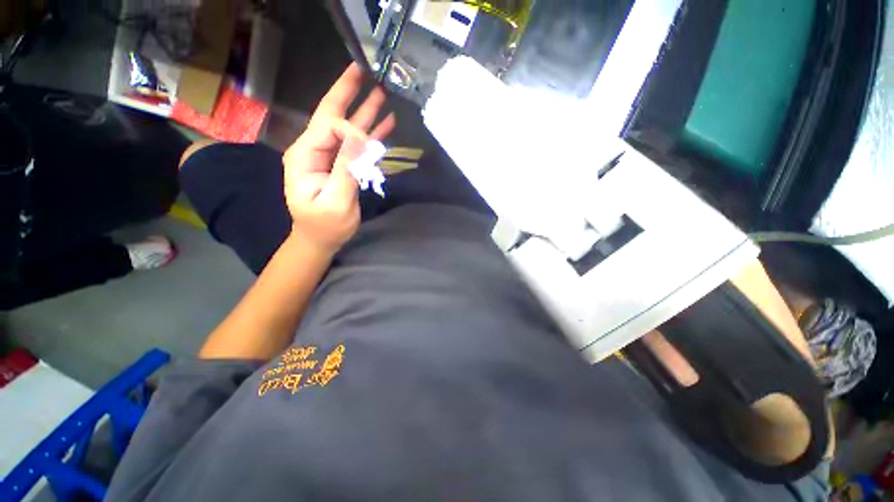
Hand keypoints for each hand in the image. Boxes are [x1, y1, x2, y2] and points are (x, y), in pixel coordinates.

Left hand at [283, 64, 395, 252]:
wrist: (320, 239)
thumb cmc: (325, 226)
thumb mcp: (336, 201)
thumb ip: (346, 169)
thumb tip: (360, 138)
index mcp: (304, 155)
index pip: (329, 126)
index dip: (352, 129)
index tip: (371, 146)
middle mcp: (313, 149)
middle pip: (331, 115)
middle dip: (346, 92)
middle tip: (361, 69)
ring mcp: (328, 156)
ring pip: (347, 128)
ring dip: (364, 111)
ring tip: (380, 92)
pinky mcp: (341, 164)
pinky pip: (357, 145)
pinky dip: (371, 134)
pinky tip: (385, 124)